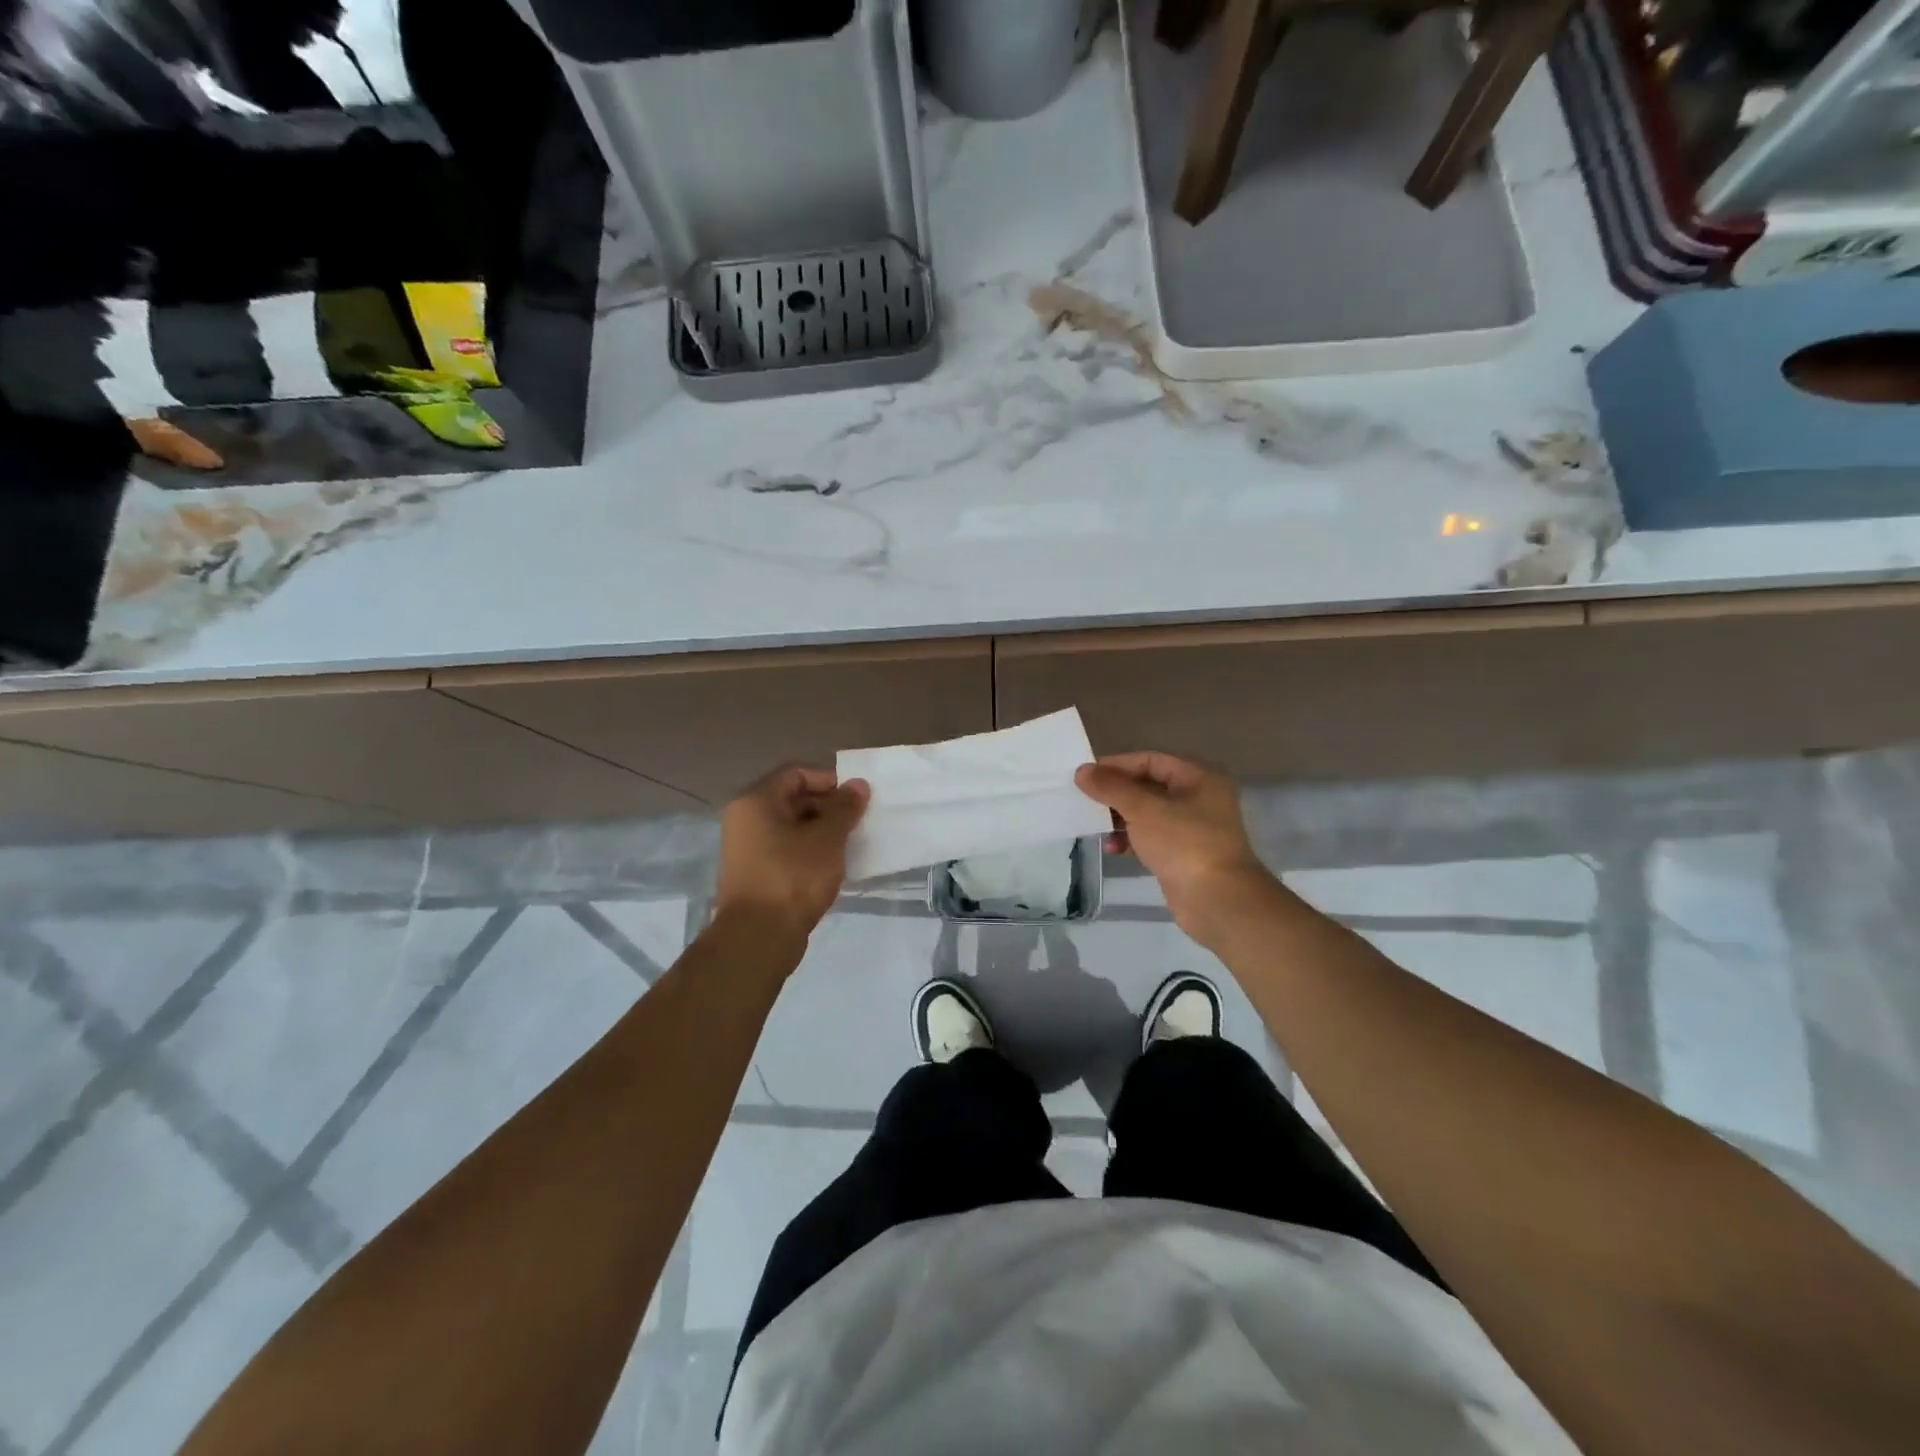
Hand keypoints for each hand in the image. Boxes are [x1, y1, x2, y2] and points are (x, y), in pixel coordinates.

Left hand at [715, 765, 869, 939]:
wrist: (759, 938)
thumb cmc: (793, 877)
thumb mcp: (827, 839)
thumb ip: (844, 808)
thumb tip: (858, 784)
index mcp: (756, 801)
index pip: (796, 773)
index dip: (829, 780)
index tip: (857, 797)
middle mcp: (745, 819)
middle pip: (792, 799)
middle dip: (828, 807)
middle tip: (858, 821)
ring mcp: (747, 849)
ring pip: (791, 827)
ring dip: (821, 831)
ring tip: (850, 844)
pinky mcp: (755, 874)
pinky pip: (786, 850)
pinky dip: (809, 852)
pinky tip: (832, 866)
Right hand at [1075, 752, 1273, 946]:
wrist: (1217, 900)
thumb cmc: (1183, 843)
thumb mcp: (1143, 809)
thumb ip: (1111, 787)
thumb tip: (1082, 771)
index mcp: (1198, 777)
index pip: (1150, 760)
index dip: (1117, 766)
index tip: (1086, 776)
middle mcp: (1199, 797)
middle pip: (1148, 786)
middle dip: (1116, 795)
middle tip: (1085, 802)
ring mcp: (1193, 828)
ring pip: (1148, 814)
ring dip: (1120, 819)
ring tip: (1097, 829)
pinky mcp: (1184, 854)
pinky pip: (1152, 837)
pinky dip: (1131, 840)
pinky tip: (1113, 849)